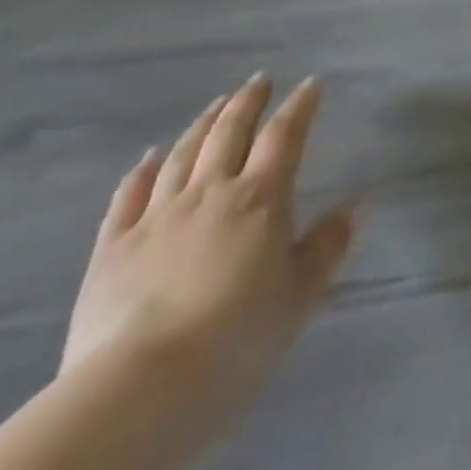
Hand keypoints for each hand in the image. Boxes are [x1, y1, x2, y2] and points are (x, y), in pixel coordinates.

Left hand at [61, 75, 359, 418]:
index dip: (300, 106)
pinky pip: (127, 197)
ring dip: (202, 125)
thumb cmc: (238, 337)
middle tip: (259, 81)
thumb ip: (328, 244)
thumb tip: (358, 204)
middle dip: (248, 102)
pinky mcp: (112, 249)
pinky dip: (141, 172)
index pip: (285, 136)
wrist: (139, 388)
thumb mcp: (301, 293)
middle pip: (229, 133)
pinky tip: (147, 158)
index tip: (310, 84)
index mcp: (260, 198)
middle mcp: (209, 193)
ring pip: (181, 155)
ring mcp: (156, 218)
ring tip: (215, 106)